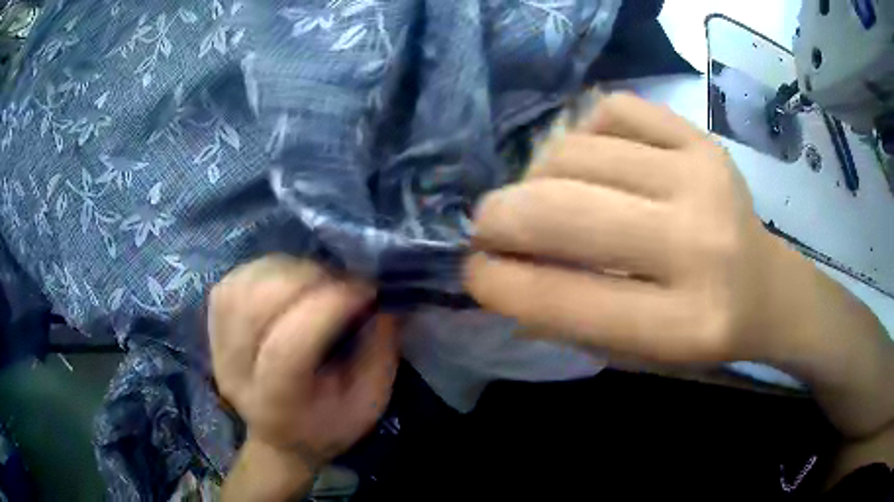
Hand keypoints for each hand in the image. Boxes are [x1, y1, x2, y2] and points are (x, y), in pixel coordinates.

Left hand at [209, 256, 397, 469]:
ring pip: (243, 286)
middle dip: (307, 280)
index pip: (286, 348)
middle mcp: (235, 372)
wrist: (280, 437)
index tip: (367, 291)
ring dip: (288, 270)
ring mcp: (217, 346)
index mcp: (276, 404)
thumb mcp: (369, 403)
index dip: (327, 307)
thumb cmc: (328, 425)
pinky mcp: (212, 324)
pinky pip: (235, 280)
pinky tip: (290, 279)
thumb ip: (379, 353)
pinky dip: (267, 269)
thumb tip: (382, 300)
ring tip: (318, 280)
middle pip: (256, 307)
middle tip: (343, 283)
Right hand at [466, 92, 800, 363]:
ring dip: (536, 177)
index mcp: (684, 325)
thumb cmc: (700, 329)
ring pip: (576, 151)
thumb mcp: (637, 353)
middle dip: (500, 218)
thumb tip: (499, 272)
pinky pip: (612, 109)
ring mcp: (704, 176)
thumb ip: (570, 318)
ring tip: (544, 197)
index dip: (499, 283)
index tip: (472, 270)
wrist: (765, 286)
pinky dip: (580, 133)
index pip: (567, 300)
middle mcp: (700, 244)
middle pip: (565, 211)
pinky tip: (587, 161)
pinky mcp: (702, 138)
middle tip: (487, 227)